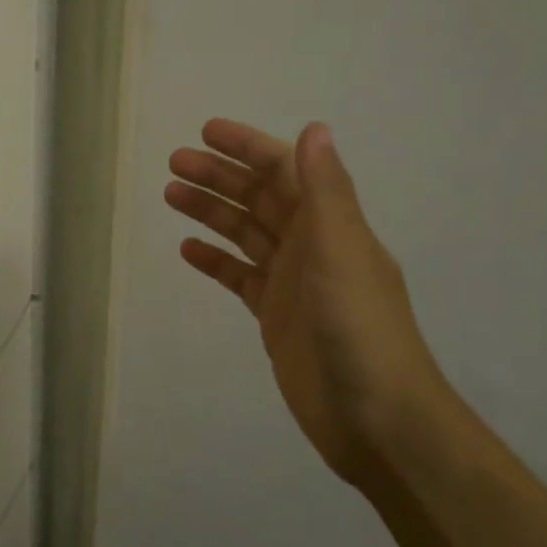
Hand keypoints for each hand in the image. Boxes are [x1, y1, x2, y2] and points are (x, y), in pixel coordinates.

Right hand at [165, 119, 446, 491]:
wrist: (375, 418)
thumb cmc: (358, 327)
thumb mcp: (341, 249)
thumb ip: (325, 189)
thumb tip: (315, 128)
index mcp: (330, 223)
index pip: (284, 170)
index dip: (247, 147)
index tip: (206, 132)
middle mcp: (311, 245)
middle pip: (259, 198)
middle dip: (219, 176)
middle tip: (174, 163)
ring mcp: (292, 282)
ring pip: (245, 233)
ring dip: (211, 211)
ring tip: (171, 194)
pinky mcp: (276, 316)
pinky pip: (240, 277)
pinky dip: (216, 261)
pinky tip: (188, 250)